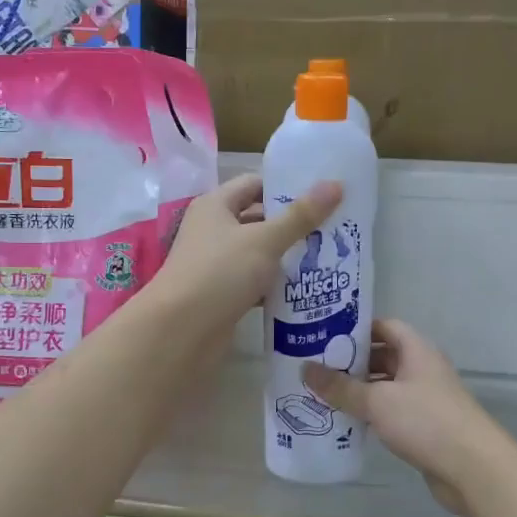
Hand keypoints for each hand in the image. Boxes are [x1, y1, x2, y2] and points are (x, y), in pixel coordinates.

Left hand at [151, 173, 341, 342]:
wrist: (181, 332)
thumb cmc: (220, 273)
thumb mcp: (265, 240)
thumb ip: (300, 216)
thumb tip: (336, 184)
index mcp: (215, 206)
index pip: (253, 184)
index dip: (284, 186)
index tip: (321, 193)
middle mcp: (213, 231)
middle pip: (258, 220)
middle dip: (293, 224)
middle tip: (334, 227)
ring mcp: (217, 265)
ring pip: (259, 254)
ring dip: (288, 256)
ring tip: (329, 256)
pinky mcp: (223, 295)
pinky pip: (256, 282)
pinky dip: (277, 285)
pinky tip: (307, 289)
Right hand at [305, 320, 494, 516]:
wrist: (473, 467)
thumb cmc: (425, 421)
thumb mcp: (377, 401)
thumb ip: (340, 387)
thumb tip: (305, 369)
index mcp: (416, 350)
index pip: (384, 326)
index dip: (356, 328)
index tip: (325, 336)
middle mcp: (423, 368)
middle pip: (384, 355)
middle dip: (353, 362)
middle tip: (317, 368)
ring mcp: (427, 398)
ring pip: (387, 386)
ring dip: (361, 390)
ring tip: (325, 394)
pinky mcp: (426, 425)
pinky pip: (393, 411)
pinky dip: (373, 413)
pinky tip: (348, 422)